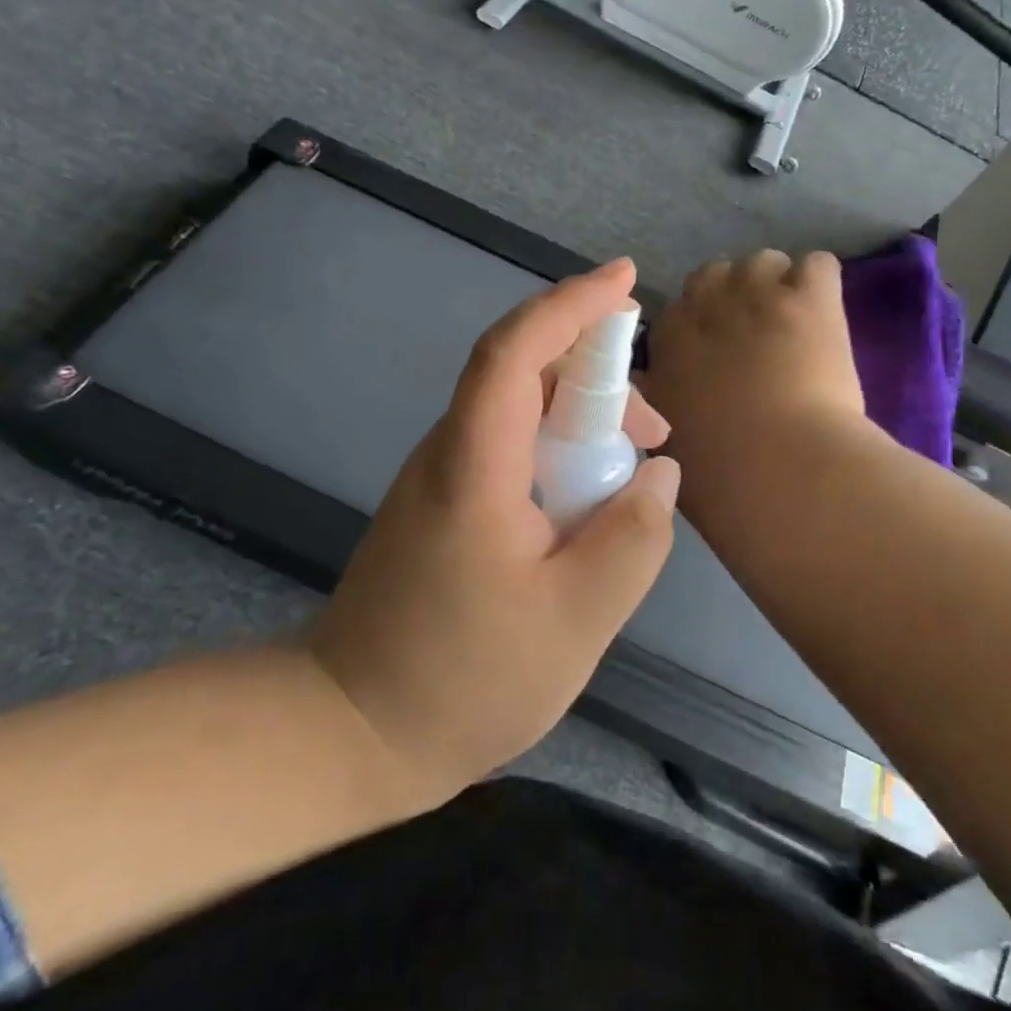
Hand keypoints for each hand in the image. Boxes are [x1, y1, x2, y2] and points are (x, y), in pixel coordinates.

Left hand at [307, 258, 679, 804]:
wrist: (352, 730)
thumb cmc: (464, 679)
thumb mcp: (575, 620)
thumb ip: (632, 540)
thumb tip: (658, 473)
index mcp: (474, 464)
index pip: (515, 350)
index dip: (570, 305)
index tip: (626, 281)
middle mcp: (450, 451)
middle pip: (522, 372)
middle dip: (596, 373)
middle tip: (655, 426)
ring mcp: (441, 476)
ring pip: (519, 411)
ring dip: (581, 418)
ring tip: (634, 469)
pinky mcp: (444, 503)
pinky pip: (511, 447)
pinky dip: (559, 450)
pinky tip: (589, 500)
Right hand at [639, 250, 865, 496]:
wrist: (783, 472)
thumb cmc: (719, 474)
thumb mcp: (664, 441)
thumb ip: (656, 402)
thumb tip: (652, 381)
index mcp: (668, 339)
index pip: (678, 311)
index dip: (701, 332)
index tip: (718, 358)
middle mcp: (705, 303)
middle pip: (715, 275)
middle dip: (733, 299)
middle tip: (757, 339)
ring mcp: (759, 293)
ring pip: (764, 262)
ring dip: (776, 287)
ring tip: (796, 326)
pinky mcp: (811, 296)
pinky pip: (817, 265)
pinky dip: (821, 286)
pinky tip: (826, 317)